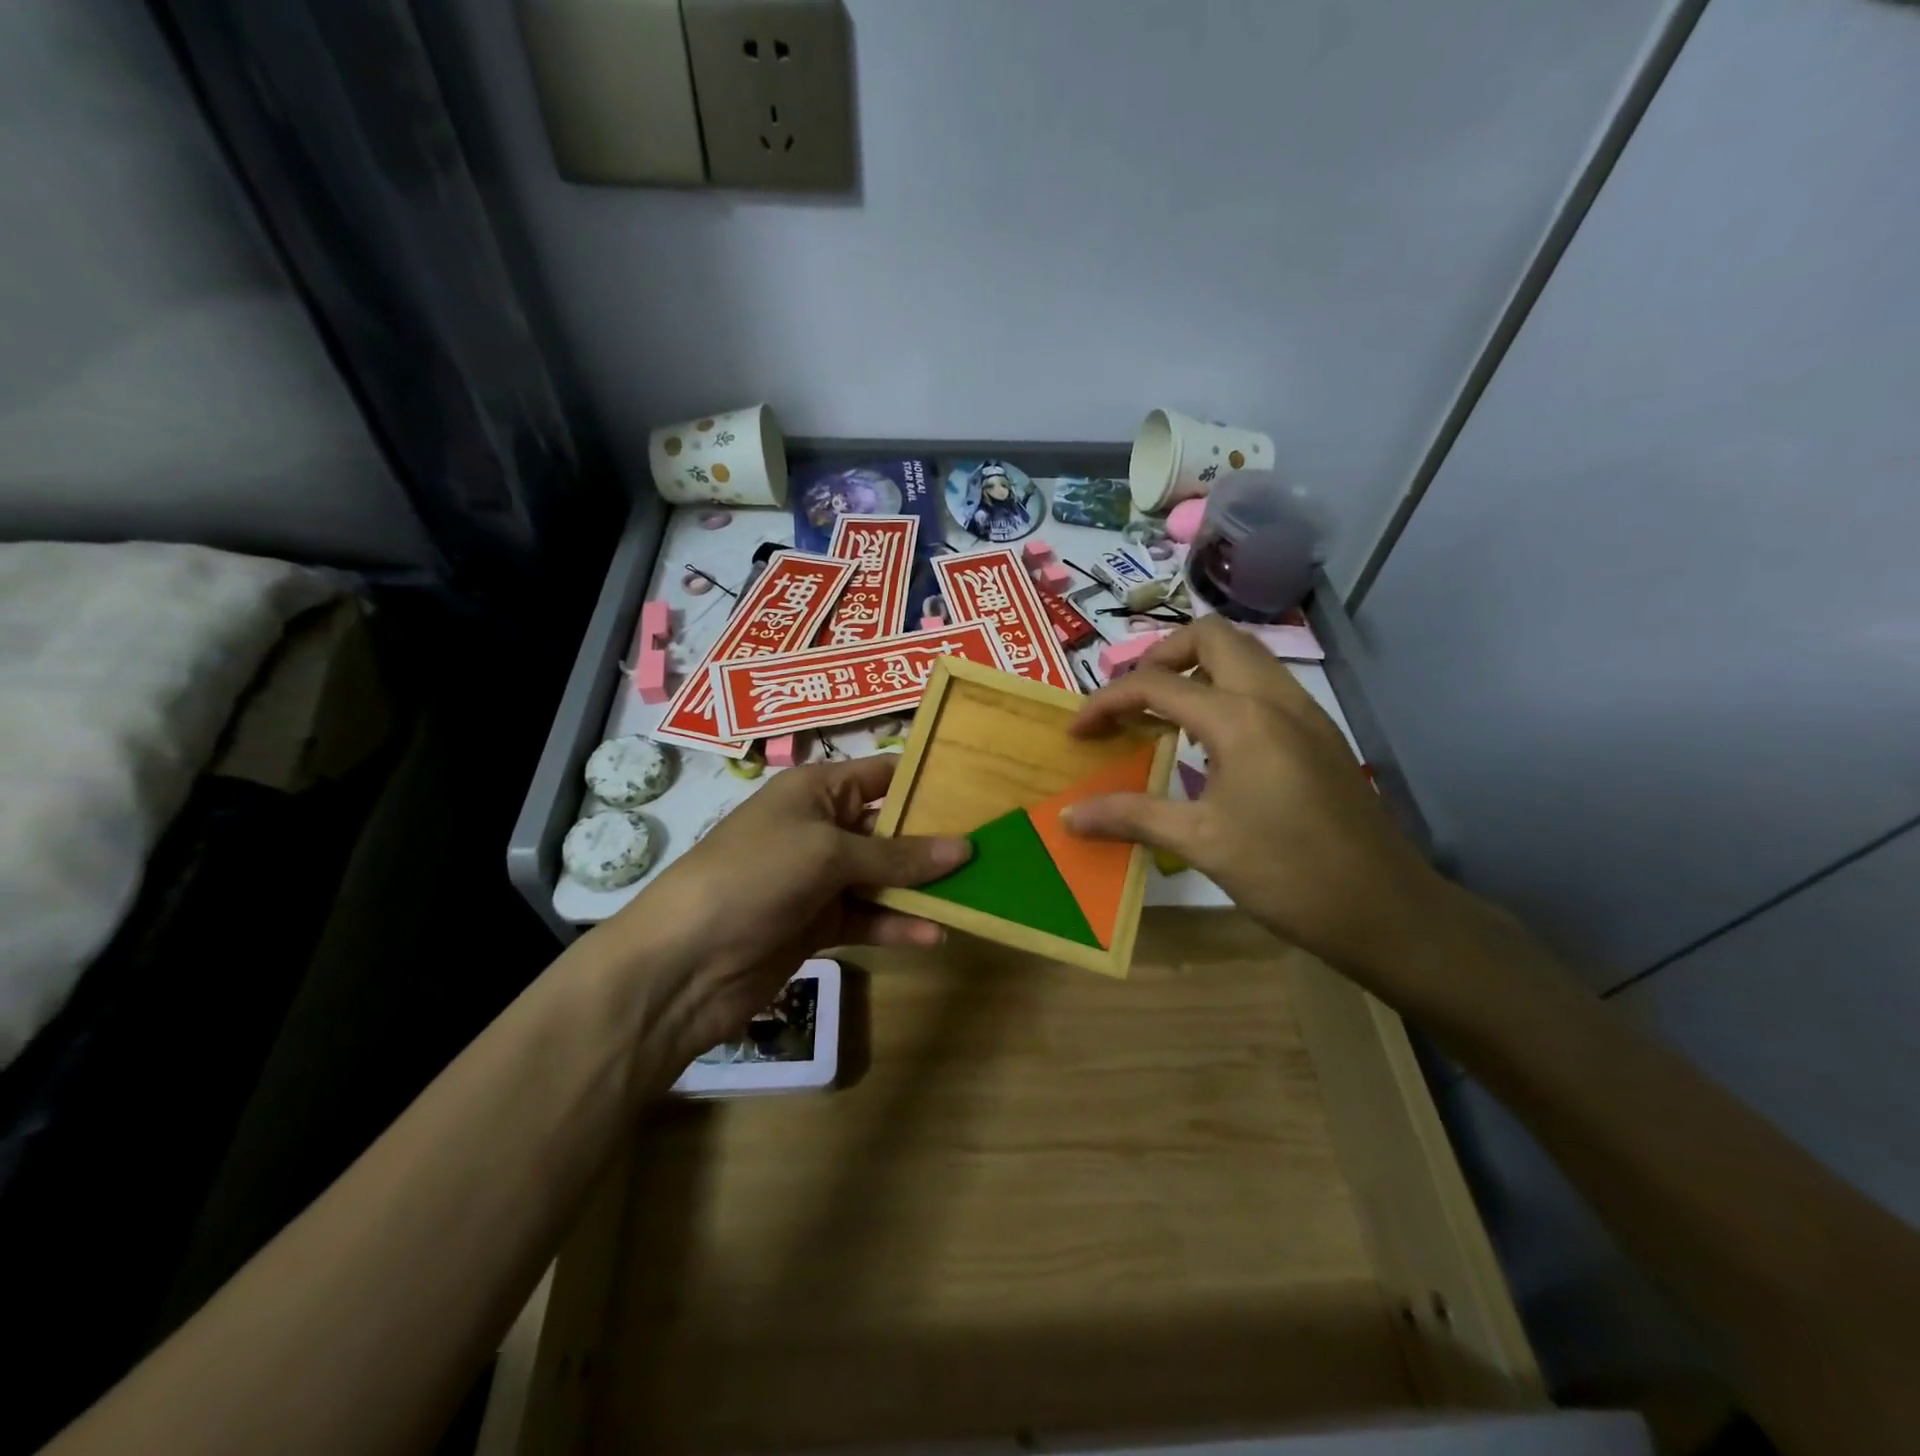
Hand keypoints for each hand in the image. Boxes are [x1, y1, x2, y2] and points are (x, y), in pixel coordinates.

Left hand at [586, 754, 968, 1061]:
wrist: (684, 963)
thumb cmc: (755, 876)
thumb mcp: (828, 853)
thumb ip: (897, 854)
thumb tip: (965, 847)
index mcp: (816, 790)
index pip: (882, 774)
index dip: (927, 780)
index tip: (980, 790)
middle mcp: (820, 827)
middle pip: (889, 828)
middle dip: (935, 839)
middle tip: (993, 848)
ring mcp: (818, 879)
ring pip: (883, 877)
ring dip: (922, 887)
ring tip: (976, 894)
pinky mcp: (818, 924)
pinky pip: (868, 918)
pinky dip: (897, 925)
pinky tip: (934, 935)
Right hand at [1065, 616, 1451, 981]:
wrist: (1385, 910)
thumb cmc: (1287, 873)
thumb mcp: (1201, 844)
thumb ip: (1130, 817)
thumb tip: (1069, 816)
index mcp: (1242, 718)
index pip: (1158, 684)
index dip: (1108, 701)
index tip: (1078, 731)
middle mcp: (1276, 698)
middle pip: (1212, 637)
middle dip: (1161, 657)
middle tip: (1132, 701)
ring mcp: (1306, 713)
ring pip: (1245, 656)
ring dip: (1197, 669)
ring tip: (1163, 715)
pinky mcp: (1320, 735)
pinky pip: (1264, 686)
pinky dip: (1225, 692)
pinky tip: (1209, 743)